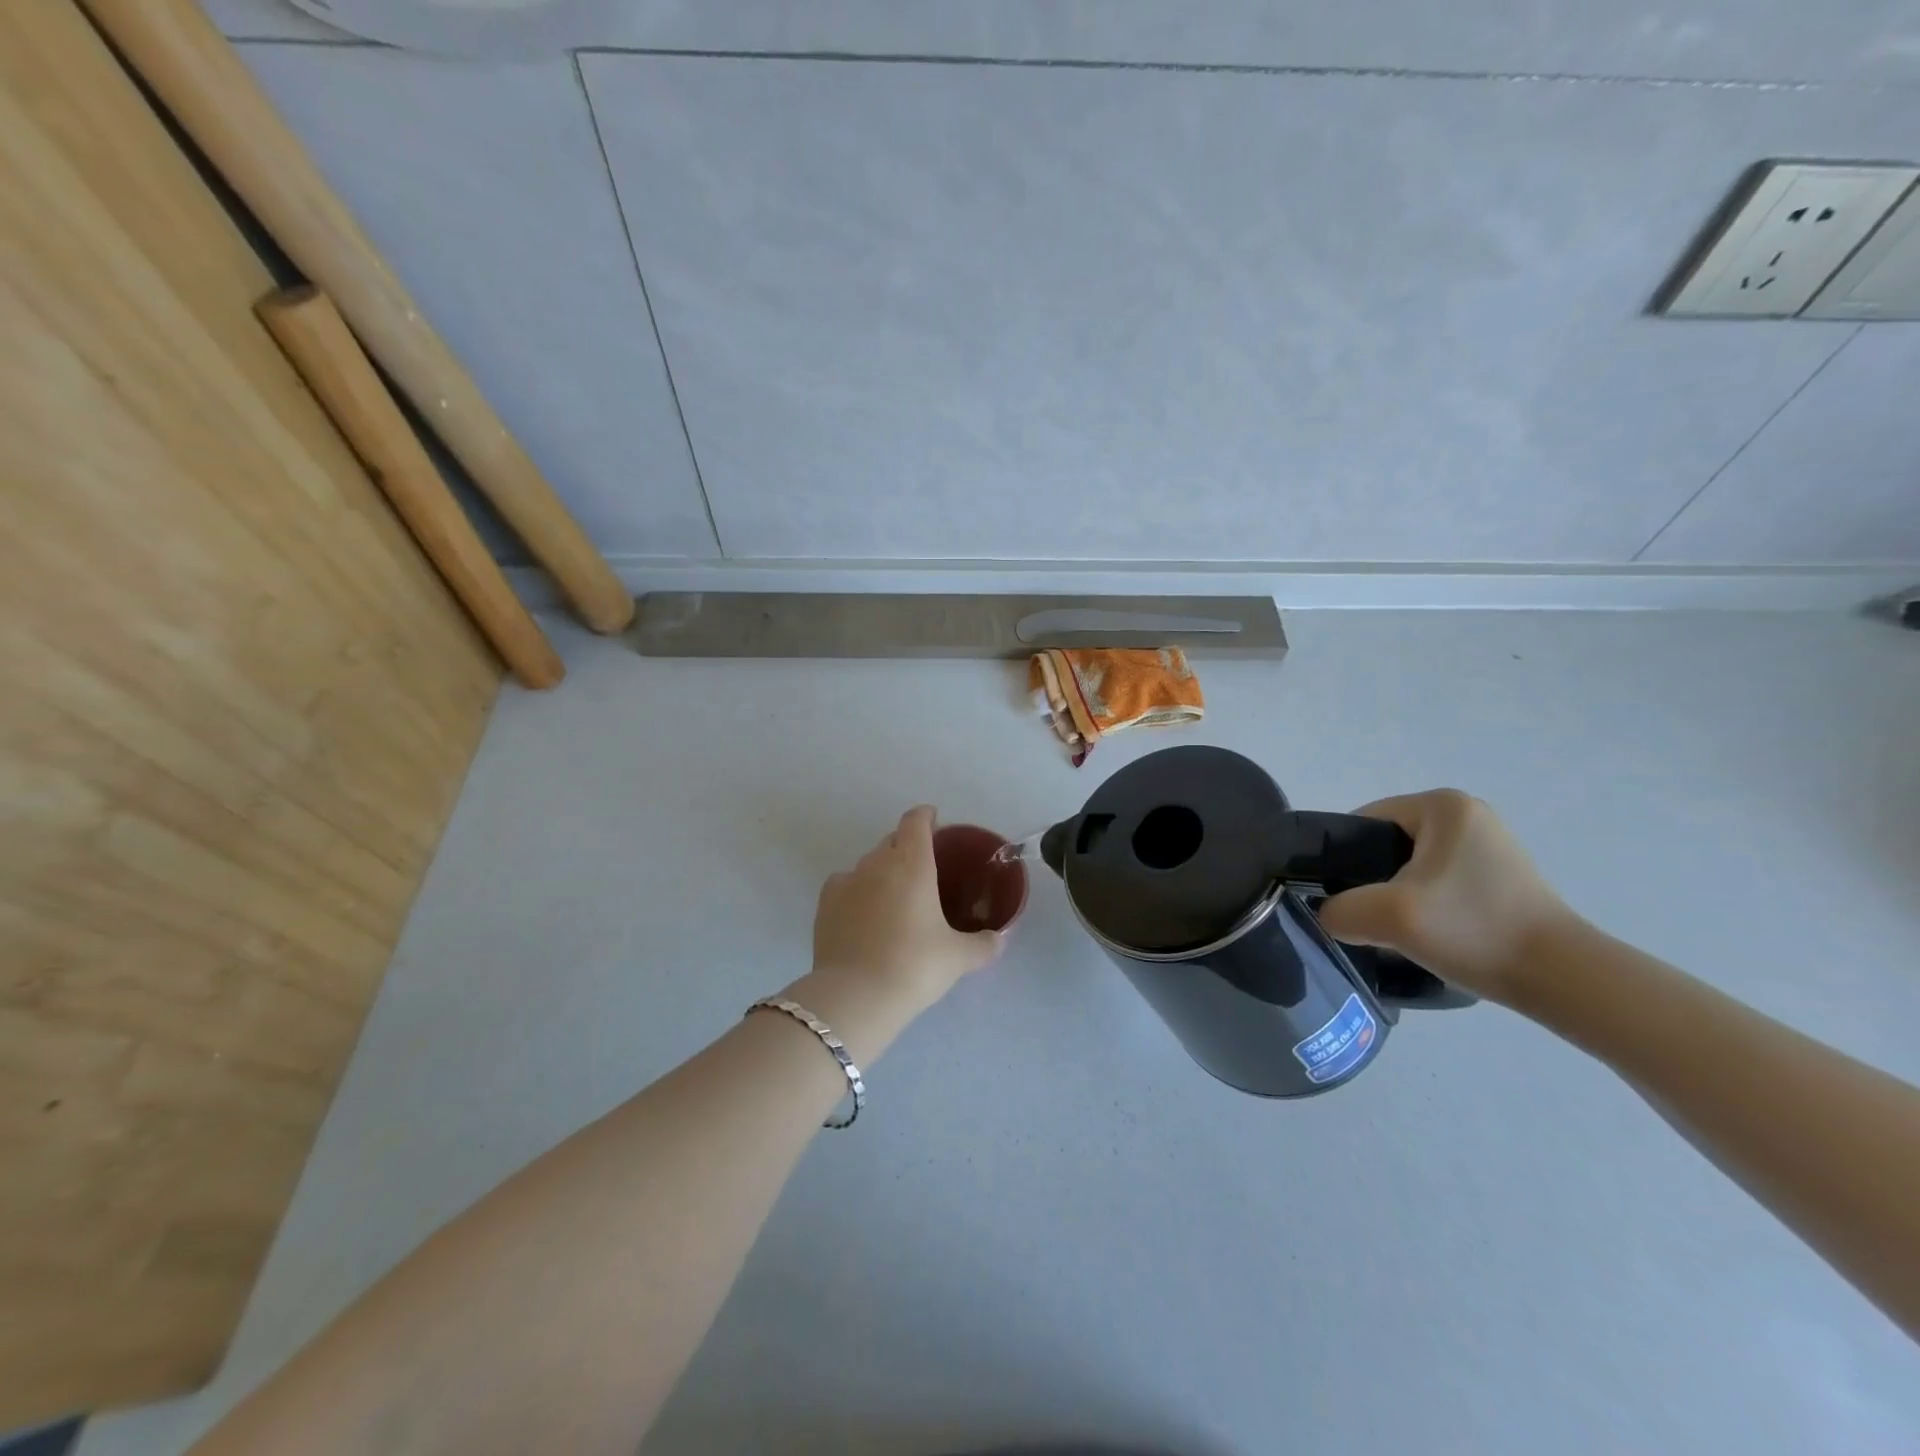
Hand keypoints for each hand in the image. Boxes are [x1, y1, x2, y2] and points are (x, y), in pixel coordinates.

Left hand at [810, 806, 1004, 1011]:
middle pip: (892, 839)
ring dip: (882, 870)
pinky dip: (856, 890)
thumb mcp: (958, 958)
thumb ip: (984, 945)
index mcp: (913, 864)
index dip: (925, 816)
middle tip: (923, 868)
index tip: (934, 821)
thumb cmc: (915, 966)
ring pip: (867, 862)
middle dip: (906, 845)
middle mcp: (878, 863)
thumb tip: (1000, 939)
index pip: (915, 822)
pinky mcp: (825, 904)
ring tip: (894, 896)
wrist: (857, 995)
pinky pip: (844, 884)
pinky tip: (863, 911)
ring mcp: (847, 881)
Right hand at [1316, 789, 1575, 1005]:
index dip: (1341, 859)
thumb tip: (1329, 915)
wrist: (1563, 980)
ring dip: (1395, 896)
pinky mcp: (1500, 876)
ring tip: (1395, 930)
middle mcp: (1466, 814)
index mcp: (1442, 805)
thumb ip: (1338, 910)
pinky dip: (1424, 905)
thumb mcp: (1388, 917)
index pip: (1363, 821)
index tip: (1338, 897)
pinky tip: (1428, 934)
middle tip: (1366, 917)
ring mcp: (1487, 845)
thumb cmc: (1474, 930)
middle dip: (1370, 880)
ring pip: (1410, 867)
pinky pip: (1438, 882)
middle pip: (1385, 844)